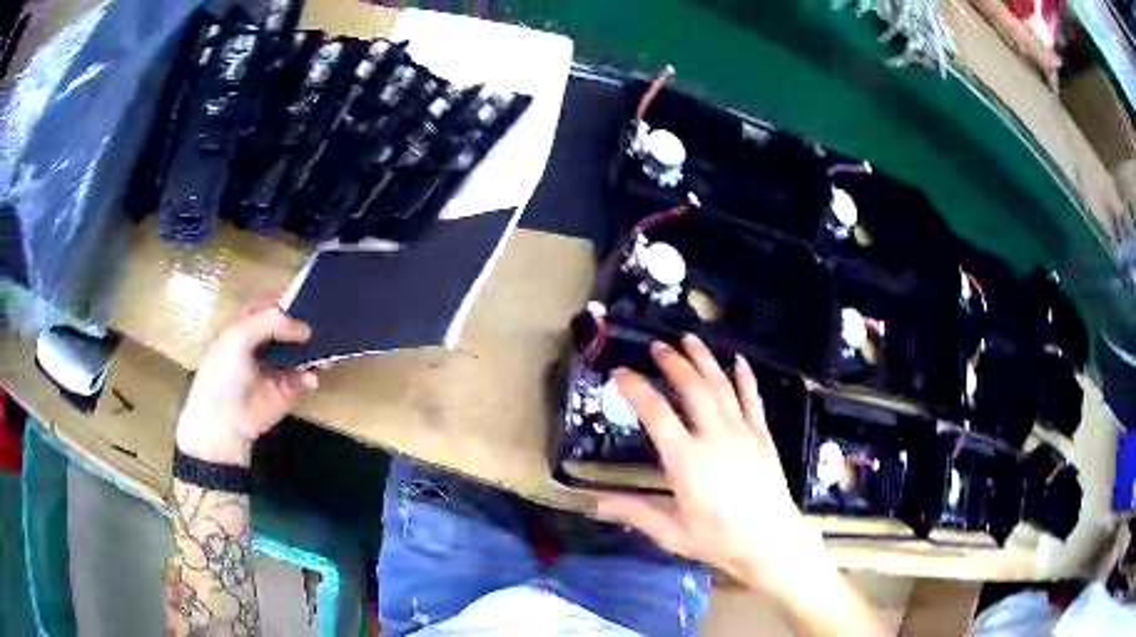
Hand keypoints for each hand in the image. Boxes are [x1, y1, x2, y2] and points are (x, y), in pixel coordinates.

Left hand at [175, 306, 317, 467]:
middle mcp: (262, 345)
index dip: (288, 299)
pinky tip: (311, 378)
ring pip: (302, 353)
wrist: (224, 422)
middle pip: (290, 328)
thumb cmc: (224, 373)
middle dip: (307, 324)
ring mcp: (276, 369)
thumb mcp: (240, 336)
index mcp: (246, 326)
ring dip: (314, 351)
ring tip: (327, 351)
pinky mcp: (287, 393)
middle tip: (328, 322)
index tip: (310, 294)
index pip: (271, 305)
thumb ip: (272, 322)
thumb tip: (306, 328)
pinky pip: (305, 380)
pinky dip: (311, 378)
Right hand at [593, 335, 826, 596]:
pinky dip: (745, 377)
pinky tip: (738, 360)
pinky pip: (752, 398)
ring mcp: (742, 432)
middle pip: (692, 387)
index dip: (636, 388)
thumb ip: (633, 512)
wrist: (769, 540)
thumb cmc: (717, 538)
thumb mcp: (670, 532)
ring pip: (721, 386)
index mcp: (686, 460)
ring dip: (704, 359)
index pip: (656, 413)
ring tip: (688, 338)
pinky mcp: (762, 435)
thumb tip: (593, 502)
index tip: (620, 373)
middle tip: (657, 346)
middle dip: (673, 362)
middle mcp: (714, 436)